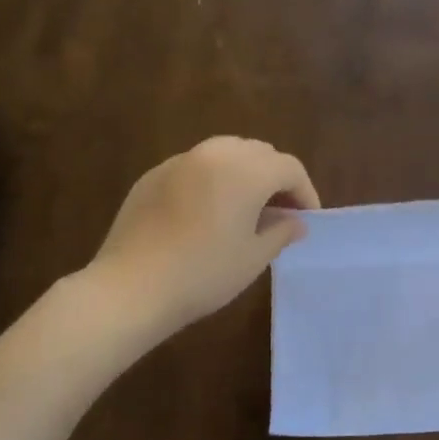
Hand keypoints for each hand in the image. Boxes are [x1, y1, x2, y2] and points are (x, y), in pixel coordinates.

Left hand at [93, 137, 319, 336]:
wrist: (131, 287)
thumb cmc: (203, 274)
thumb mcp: (253, 258)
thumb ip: (281, 232)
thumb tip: (297, 222)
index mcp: (246, 171)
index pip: (289, 168)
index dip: (305, 192)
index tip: (307, 219)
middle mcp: (215, 154)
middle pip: (259, 152)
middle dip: (276, 177)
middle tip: (281, 211)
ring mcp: (180, 161)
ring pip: (226, 152)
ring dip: (244, 172)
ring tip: (246, 206)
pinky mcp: (154, 175)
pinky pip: (195, 165)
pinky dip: (212, 178)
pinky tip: (207, 210)